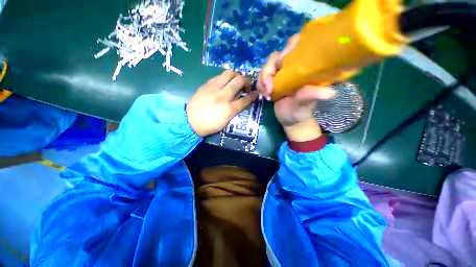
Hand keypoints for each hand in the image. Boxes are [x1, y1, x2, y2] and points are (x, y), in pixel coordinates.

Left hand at [187, 70, 258, 136]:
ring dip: (237, 76)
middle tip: (246, 86)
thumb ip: (235, 110)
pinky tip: (225, 83)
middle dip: (247, 81)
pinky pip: (219, 75)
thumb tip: (241, 99)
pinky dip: (226, 77)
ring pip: (230, 73)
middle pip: (239, 81)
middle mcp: (223, 96)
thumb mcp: (226, 121)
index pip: (245, 99)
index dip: (253, 95)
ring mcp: (214, 88)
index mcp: (229, 109)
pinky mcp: (207, 84)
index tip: (256, 93)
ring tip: (236, 81)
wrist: (190, 121)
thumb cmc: (210, 125)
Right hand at [258, 34, 335, 141]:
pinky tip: (264, 95)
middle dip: (269, 71)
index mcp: (305, 67)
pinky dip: (260, 85)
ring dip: (263, 80)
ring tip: (267, 95)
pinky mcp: (272, 81)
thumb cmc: (300, 112)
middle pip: (276, 56)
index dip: (287, 49)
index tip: (281, 66)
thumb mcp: (305, 104)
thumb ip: (311, 96)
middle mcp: (293, 67)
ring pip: (267, 67)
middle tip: (269, 89)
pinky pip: (262, 77)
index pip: (297, 44)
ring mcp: (281, 74)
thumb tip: (330, 92)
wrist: (289, 120)